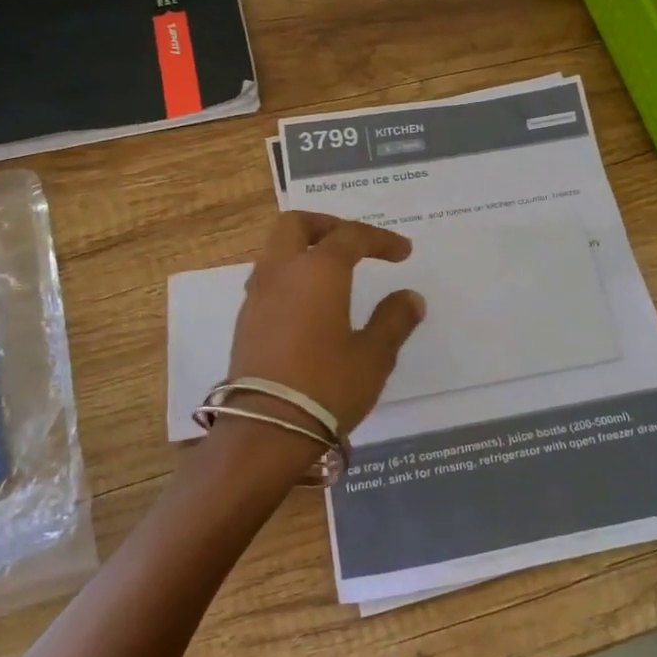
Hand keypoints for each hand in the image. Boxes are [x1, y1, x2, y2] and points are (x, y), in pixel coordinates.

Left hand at [226, 211, 425, 435]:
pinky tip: (311, 304)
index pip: (351, 236)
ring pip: (276, 250)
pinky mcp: (246, 322)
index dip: (380, 239)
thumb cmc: (327, 386)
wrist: (265, 431)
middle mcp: (282, 272)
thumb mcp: (374, 356)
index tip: (403, 253)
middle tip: (355, 244)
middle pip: (296, 225)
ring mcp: (257, 296)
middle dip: (328, 226)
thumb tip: (410, 298)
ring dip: (305, 249)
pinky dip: (292, 275)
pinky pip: (268, 278)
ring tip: (334, 273)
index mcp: (318, 271)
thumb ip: (393, 320)